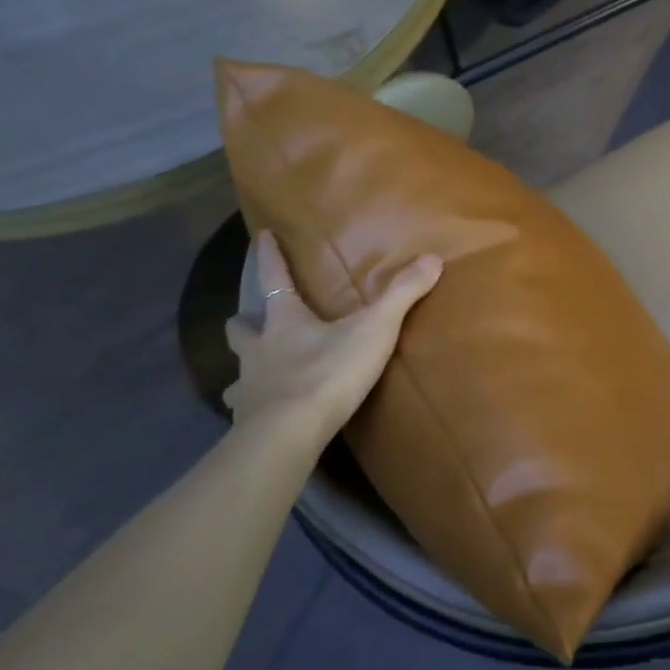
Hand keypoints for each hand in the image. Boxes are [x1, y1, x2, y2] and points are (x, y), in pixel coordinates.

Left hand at [223, 230, 442, 439]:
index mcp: (285, 320)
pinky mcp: (247, 421)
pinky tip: (258, 415)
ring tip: (255, 373)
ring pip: (236, 371)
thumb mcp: (374, 330)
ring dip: (244, 368)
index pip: (274, 278)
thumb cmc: (328, 372)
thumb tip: (433, 258)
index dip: (269, 256)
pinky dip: (249, 408)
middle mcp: (259, 349)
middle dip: (244, 322)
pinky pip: (243, 410)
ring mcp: (248, 386)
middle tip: (250, 321)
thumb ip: (401, 295)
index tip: (261, 236)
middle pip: (241, 329)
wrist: (289, 433)